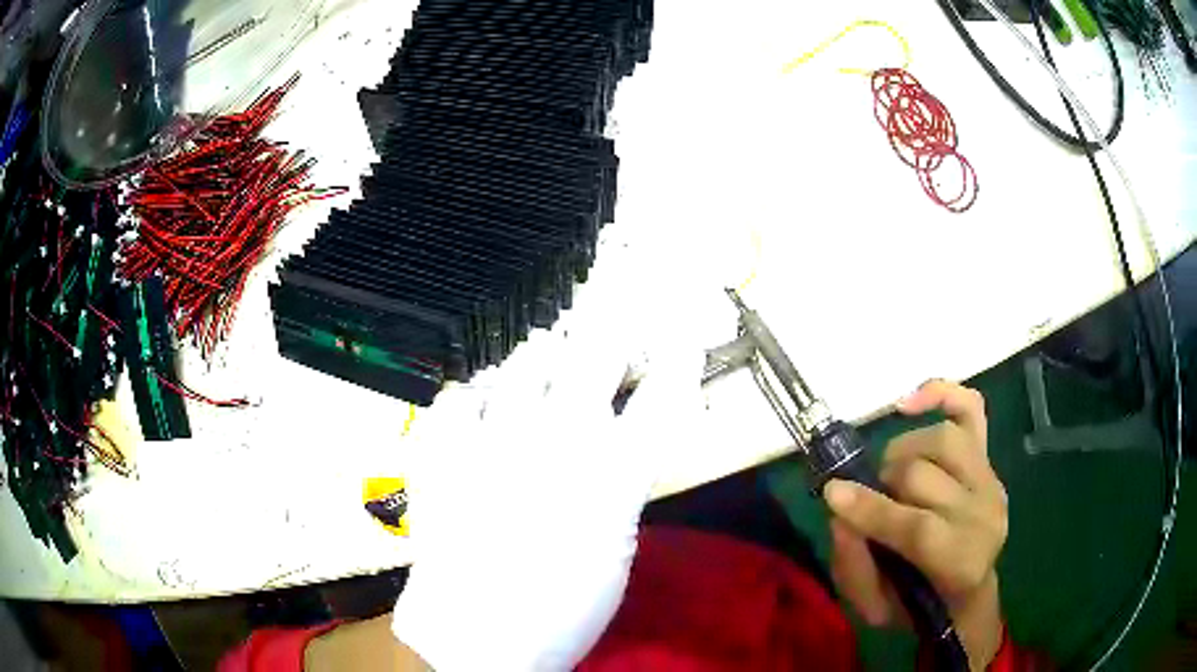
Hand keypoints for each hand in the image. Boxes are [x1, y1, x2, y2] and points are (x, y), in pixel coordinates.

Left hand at [391, 334, 707, 670]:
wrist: (478, 634)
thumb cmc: (563, 609)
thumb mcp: (617, 546)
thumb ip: (622, 483)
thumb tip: (618, 443)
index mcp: (613, 469)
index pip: (663, 393)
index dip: (677, 359)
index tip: (681, 341)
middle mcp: (559, 436)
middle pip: (595, 354)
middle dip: (611, 340)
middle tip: (608, 343)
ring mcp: (496, 435)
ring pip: (525, 363)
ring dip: (542, 357)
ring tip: (545, 358)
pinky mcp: (446, 448)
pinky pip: (460, 395)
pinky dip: (476, 393)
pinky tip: (482, 402)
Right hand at [823, 380, 1007, 670]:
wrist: (967, 591)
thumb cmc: (918, 604)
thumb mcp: (876, 610)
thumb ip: (855, 569)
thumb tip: (839, 513)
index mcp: (962, 563)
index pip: (918, 527)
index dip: (873, 509)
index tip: (831, 493)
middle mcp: (985, 514)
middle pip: (924, 475)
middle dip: (881, 485)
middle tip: (866, 500)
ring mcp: (991, 479)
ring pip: (942, 438)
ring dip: (902, 452)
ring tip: (889, 475)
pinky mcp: (989, 457)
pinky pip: (971, 408)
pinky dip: (941, 393)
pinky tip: (908, 402)